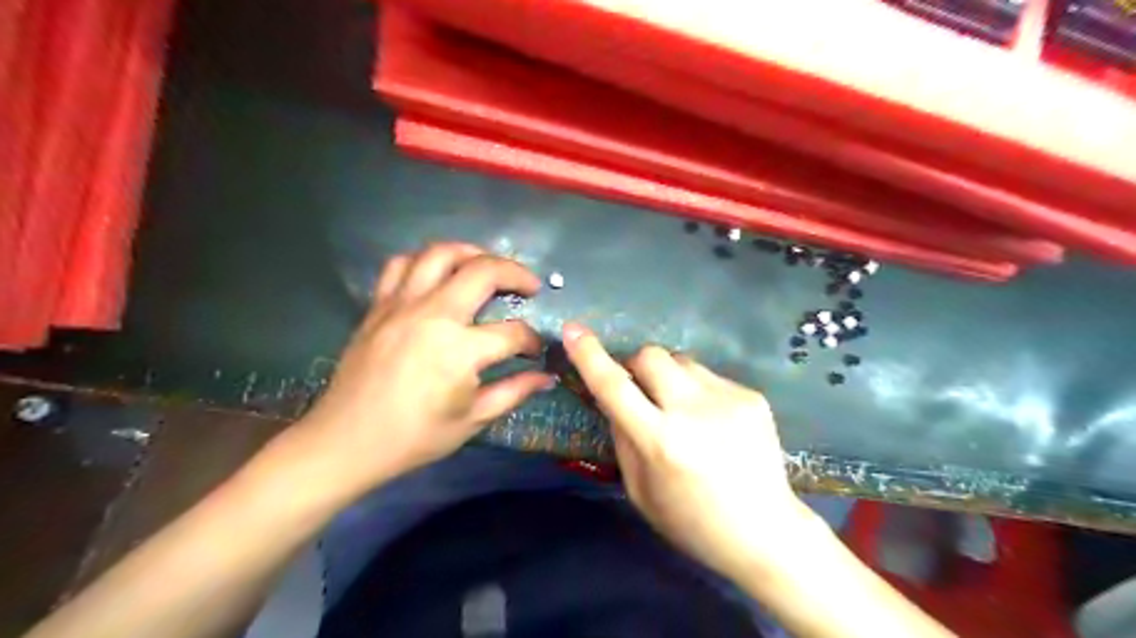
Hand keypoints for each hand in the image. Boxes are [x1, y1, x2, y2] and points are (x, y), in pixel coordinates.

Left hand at [300, 243, 551, 495]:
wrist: (346, 442)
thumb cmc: (413, 437)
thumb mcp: (472, 419)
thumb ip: (514, 391)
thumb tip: (547, 377)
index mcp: (459, 350)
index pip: (513, 333)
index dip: (532, 340)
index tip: (535, 350)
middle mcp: (433, 315)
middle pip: (484, 271)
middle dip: (517, 274)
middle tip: (531, 285)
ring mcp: (402, 305)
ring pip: (441, 253)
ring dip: (472, 253)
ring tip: (488, 266)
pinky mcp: (379, 305)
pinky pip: (401, 265)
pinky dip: (424, 261)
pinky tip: (438, 275)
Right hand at [561, 325, 811, 578]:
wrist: (765, 531)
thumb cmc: (691, 521)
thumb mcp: (640, 490)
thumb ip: (622, 437)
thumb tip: (613, 397)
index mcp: (660, 442)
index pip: (614, 387)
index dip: (589, 356)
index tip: (573, 330)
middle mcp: (693, 412)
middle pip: (651, 355)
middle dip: (637, 366)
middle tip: (642, 391)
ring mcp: (727, 399)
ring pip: (681, 360)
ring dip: (669, 377)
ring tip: (682, 410)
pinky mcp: (752, 396)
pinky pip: (709, 376)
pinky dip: (698, 391)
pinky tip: (713, 422)